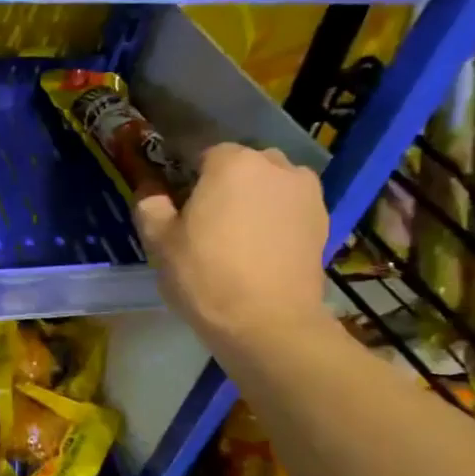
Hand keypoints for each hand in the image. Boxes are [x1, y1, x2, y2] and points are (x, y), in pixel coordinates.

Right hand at [135, 143, 331, 355]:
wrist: (268, 322)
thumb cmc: (205, 276)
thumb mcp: (160, 242)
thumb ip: (150, 205)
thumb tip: (150, 189)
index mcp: (230, 162)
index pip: (200, 153)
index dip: (185, 177)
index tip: (176, 203)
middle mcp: (274, 165)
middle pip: (240, 165)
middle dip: (223, 184)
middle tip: (205, 221)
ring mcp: (305, 191)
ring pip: (269, 184)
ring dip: (254, 199)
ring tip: (238, 236)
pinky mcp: (323, 219)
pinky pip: (289, 208)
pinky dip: (276, 219)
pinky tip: (261, 249)